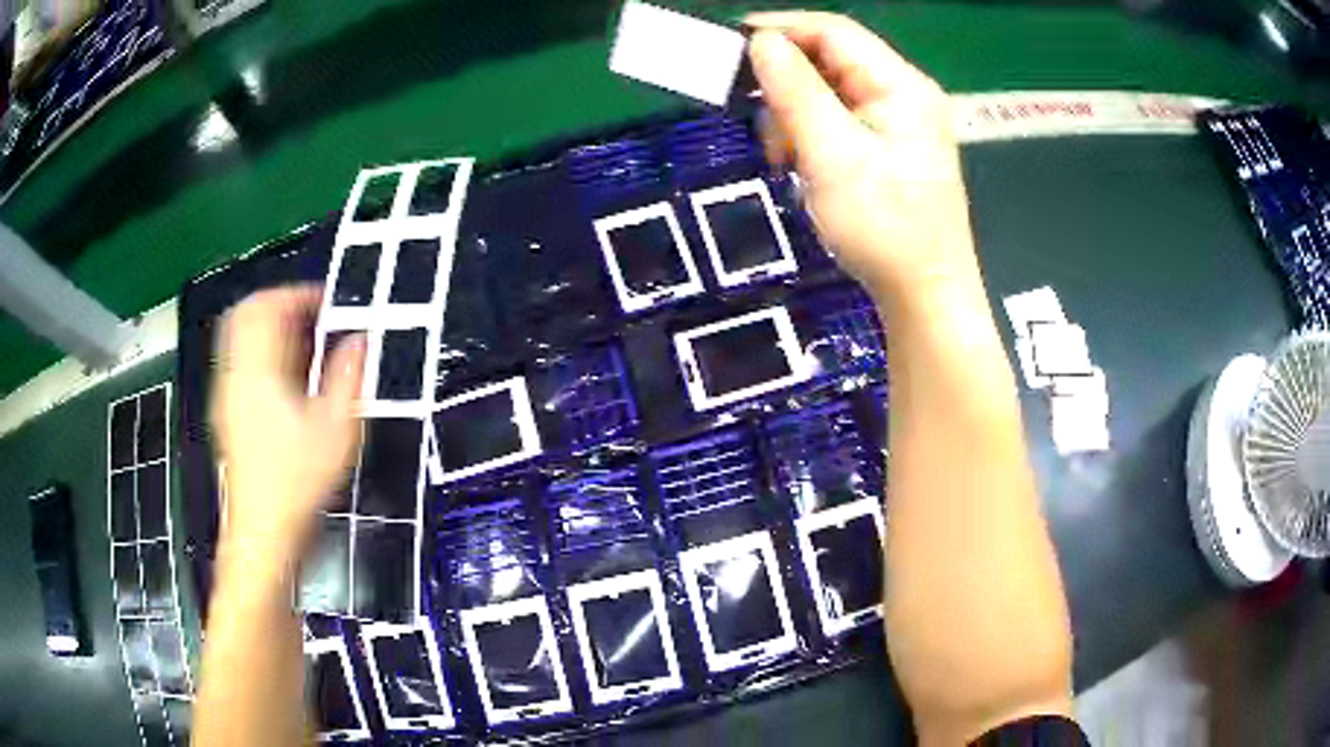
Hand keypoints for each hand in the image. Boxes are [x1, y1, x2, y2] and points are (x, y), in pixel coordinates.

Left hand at [211, 286, 365, 571]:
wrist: (263, 534)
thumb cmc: (297, 484)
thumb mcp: (335, 431)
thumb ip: (348, 378)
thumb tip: (360, 341)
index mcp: (257, 372)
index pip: (266, 307)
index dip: (298, 294)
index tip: (329, 303)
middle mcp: (235, 376)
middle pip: (246, 314)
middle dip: (281, 305)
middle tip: (315, 317)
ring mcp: (227, 395)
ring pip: (241, 338)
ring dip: (272, 329)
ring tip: (306, 346)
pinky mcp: (229, 415)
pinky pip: (242, 363)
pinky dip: (264, 355)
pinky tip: (290, 381)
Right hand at [747, 12, 978, 302]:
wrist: (924, 296)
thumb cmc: (883, 227)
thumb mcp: (832, 154)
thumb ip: (795, 90)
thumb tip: (761, 41)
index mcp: (900, 85)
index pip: (833, 31)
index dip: (780, 29)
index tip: (731, 47)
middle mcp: (904, 94)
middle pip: (831, 60)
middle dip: (787, 86)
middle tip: (764, 126)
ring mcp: (899, 123)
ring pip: (829, 93)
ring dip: (796, 117)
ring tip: (787, 160)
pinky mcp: (890, 149)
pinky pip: (839, 123)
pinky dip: (812, 138)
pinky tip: (805, 169)